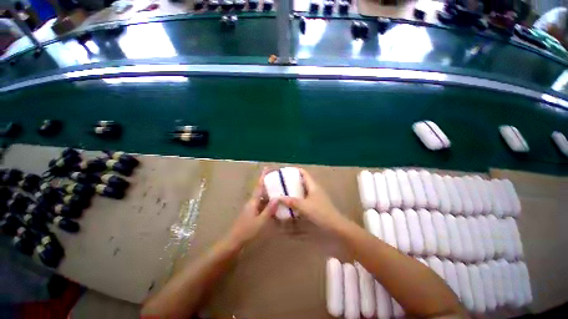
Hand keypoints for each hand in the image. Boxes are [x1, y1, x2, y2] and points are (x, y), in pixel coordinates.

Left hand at [225, 170, 277, 247]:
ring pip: (261, 198)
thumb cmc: (247, 231)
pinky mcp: (252, 214)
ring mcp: (251, 208)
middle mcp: (252, 202)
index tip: (267, 168)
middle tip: (278, 180)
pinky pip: (261, 205)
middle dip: (268, 184)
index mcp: (253, 201)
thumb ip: (269, 209)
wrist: (234, 242)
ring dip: (268, 194)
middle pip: (260, 190)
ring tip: (278, 191)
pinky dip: (267, 203)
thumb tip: (277, 198)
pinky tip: (274, 206)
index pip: (259, 186)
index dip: (263, 177)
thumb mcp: (260, 221)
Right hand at [278, 168, 344, 229]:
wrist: (334, 225)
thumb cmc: (319, 212)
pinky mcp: (316, 203)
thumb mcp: (303, 206)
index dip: (295, 170)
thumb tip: (278, 198)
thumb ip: (291, 201)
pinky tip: (293, 201)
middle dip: (293, 180)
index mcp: (313, 185)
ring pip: (304, 189)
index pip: (304, 173)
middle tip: (282, 182)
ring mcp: (316, 196)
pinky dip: (299, 196)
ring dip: (296, 189)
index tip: (286, 171)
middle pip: (303, 180)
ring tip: (285, 190)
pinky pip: (305, 196)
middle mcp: (315, 188)